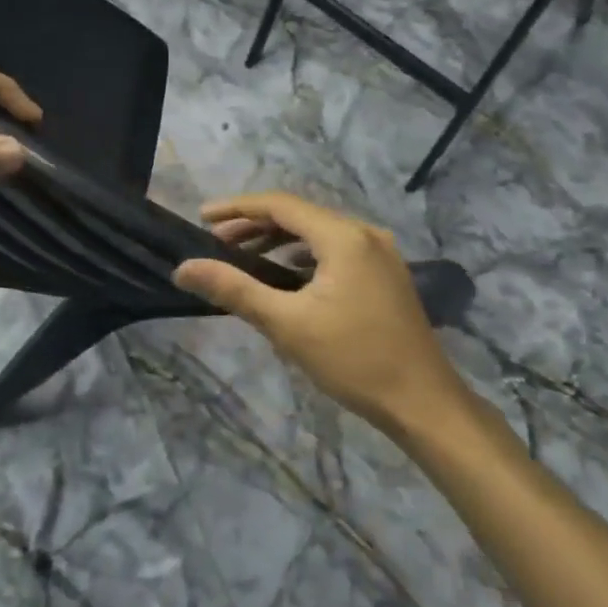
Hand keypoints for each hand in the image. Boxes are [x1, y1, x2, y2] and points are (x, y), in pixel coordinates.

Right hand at [173, 192, 469, 436]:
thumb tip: (185, 269)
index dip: (237, 207)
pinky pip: (336, 250)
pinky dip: (304, 255)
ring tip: (243, 257)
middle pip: (300, 215)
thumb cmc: (353, 360)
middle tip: (216, 243)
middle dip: (255, 225)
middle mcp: (365, 233)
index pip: (280, 205)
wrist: (423, 402)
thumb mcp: (286, 324)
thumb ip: (234, 289)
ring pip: (319, 233)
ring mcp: (380, 253)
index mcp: (343, 236)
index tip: (201, 218)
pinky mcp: (386, 274)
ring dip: (279, 240)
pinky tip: (286, 274)